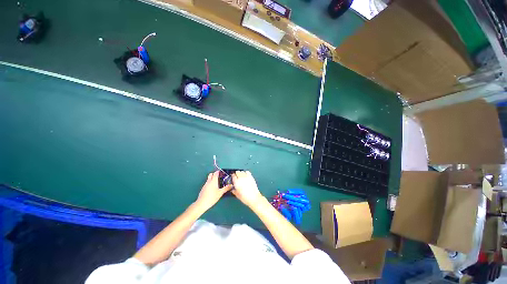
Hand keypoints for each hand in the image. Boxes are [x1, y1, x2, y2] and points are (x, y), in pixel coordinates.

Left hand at [195, 171, 231, 209]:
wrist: (201, 203)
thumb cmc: (212, 197)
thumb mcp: (220, 193)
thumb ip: (226, 188)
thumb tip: (231, 185)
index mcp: (213, 181)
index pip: (215, 173)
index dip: (218, 172)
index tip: (221, 172)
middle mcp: (209, 181)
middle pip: (211, 174)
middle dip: (214, 174)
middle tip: (219, 177)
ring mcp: (205, 185)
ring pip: (208, 179)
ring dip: (212, 179)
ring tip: (216, 183)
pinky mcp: (203, 188)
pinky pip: (207, 183)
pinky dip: (210, 183)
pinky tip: (212, 188)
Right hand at [232, 171, 263, 207]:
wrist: (254, 198)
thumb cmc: (245, 198)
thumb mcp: (237, 195)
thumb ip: (234, 190)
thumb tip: (232, 189)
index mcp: (236, 182)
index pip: (233, 176)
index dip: (232, 176)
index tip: (232, 177)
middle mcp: (241, 178)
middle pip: (237, 172)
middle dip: (236, 174)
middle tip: (236, 177)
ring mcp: (247, 177)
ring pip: (242, 171)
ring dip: (241, 173)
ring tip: (241, 176)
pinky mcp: (251, 177)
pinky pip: (247, 172)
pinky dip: (246, 172)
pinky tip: (246, 175)